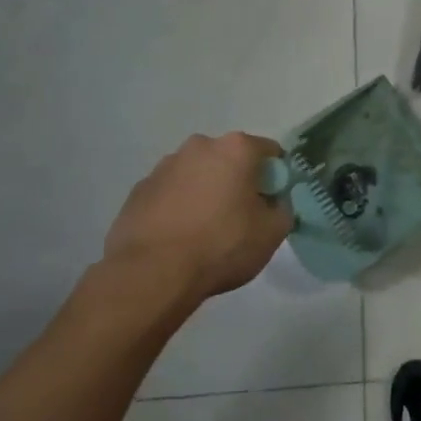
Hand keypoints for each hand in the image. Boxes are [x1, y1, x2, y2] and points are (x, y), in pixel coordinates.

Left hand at [100, 133, 291, 323]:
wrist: (152, 274)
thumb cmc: (222, 246)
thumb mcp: (273, 232)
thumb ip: (282, 209)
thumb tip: (274, 203)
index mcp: (236, 149)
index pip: (269, 152)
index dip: (276, 177)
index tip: (272, 202)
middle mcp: (199, 147)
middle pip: (230, 159)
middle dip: (238, 181)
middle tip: (241, 216)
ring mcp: (163, 167)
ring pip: (197, 174)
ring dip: (206, 192)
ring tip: (205, 230)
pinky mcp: (138, 190)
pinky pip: (170, 193)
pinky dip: (178, 206)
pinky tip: (179, 237)